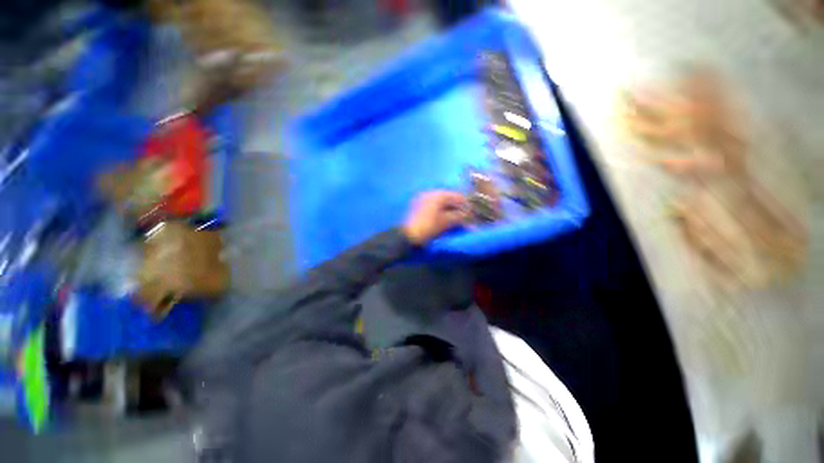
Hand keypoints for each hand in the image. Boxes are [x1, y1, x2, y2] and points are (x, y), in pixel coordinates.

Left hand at [402, 191, 468, 244]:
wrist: (408, 236)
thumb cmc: (429, 227)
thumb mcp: (447, 222)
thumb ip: (460, 217)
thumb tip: (469, 216)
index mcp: (438, 194)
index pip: (458, 197)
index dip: (467, 206)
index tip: (473, 215)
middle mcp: (431, 193)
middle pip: (450, 199)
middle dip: (459, 209)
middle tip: (466, 219)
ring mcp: (424, 199)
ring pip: (443, 203)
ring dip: (451, 211)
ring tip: (457, 221)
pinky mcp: (419, 206)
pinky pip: (435, 206)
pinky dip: (442, 212)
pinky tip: (446, 219)